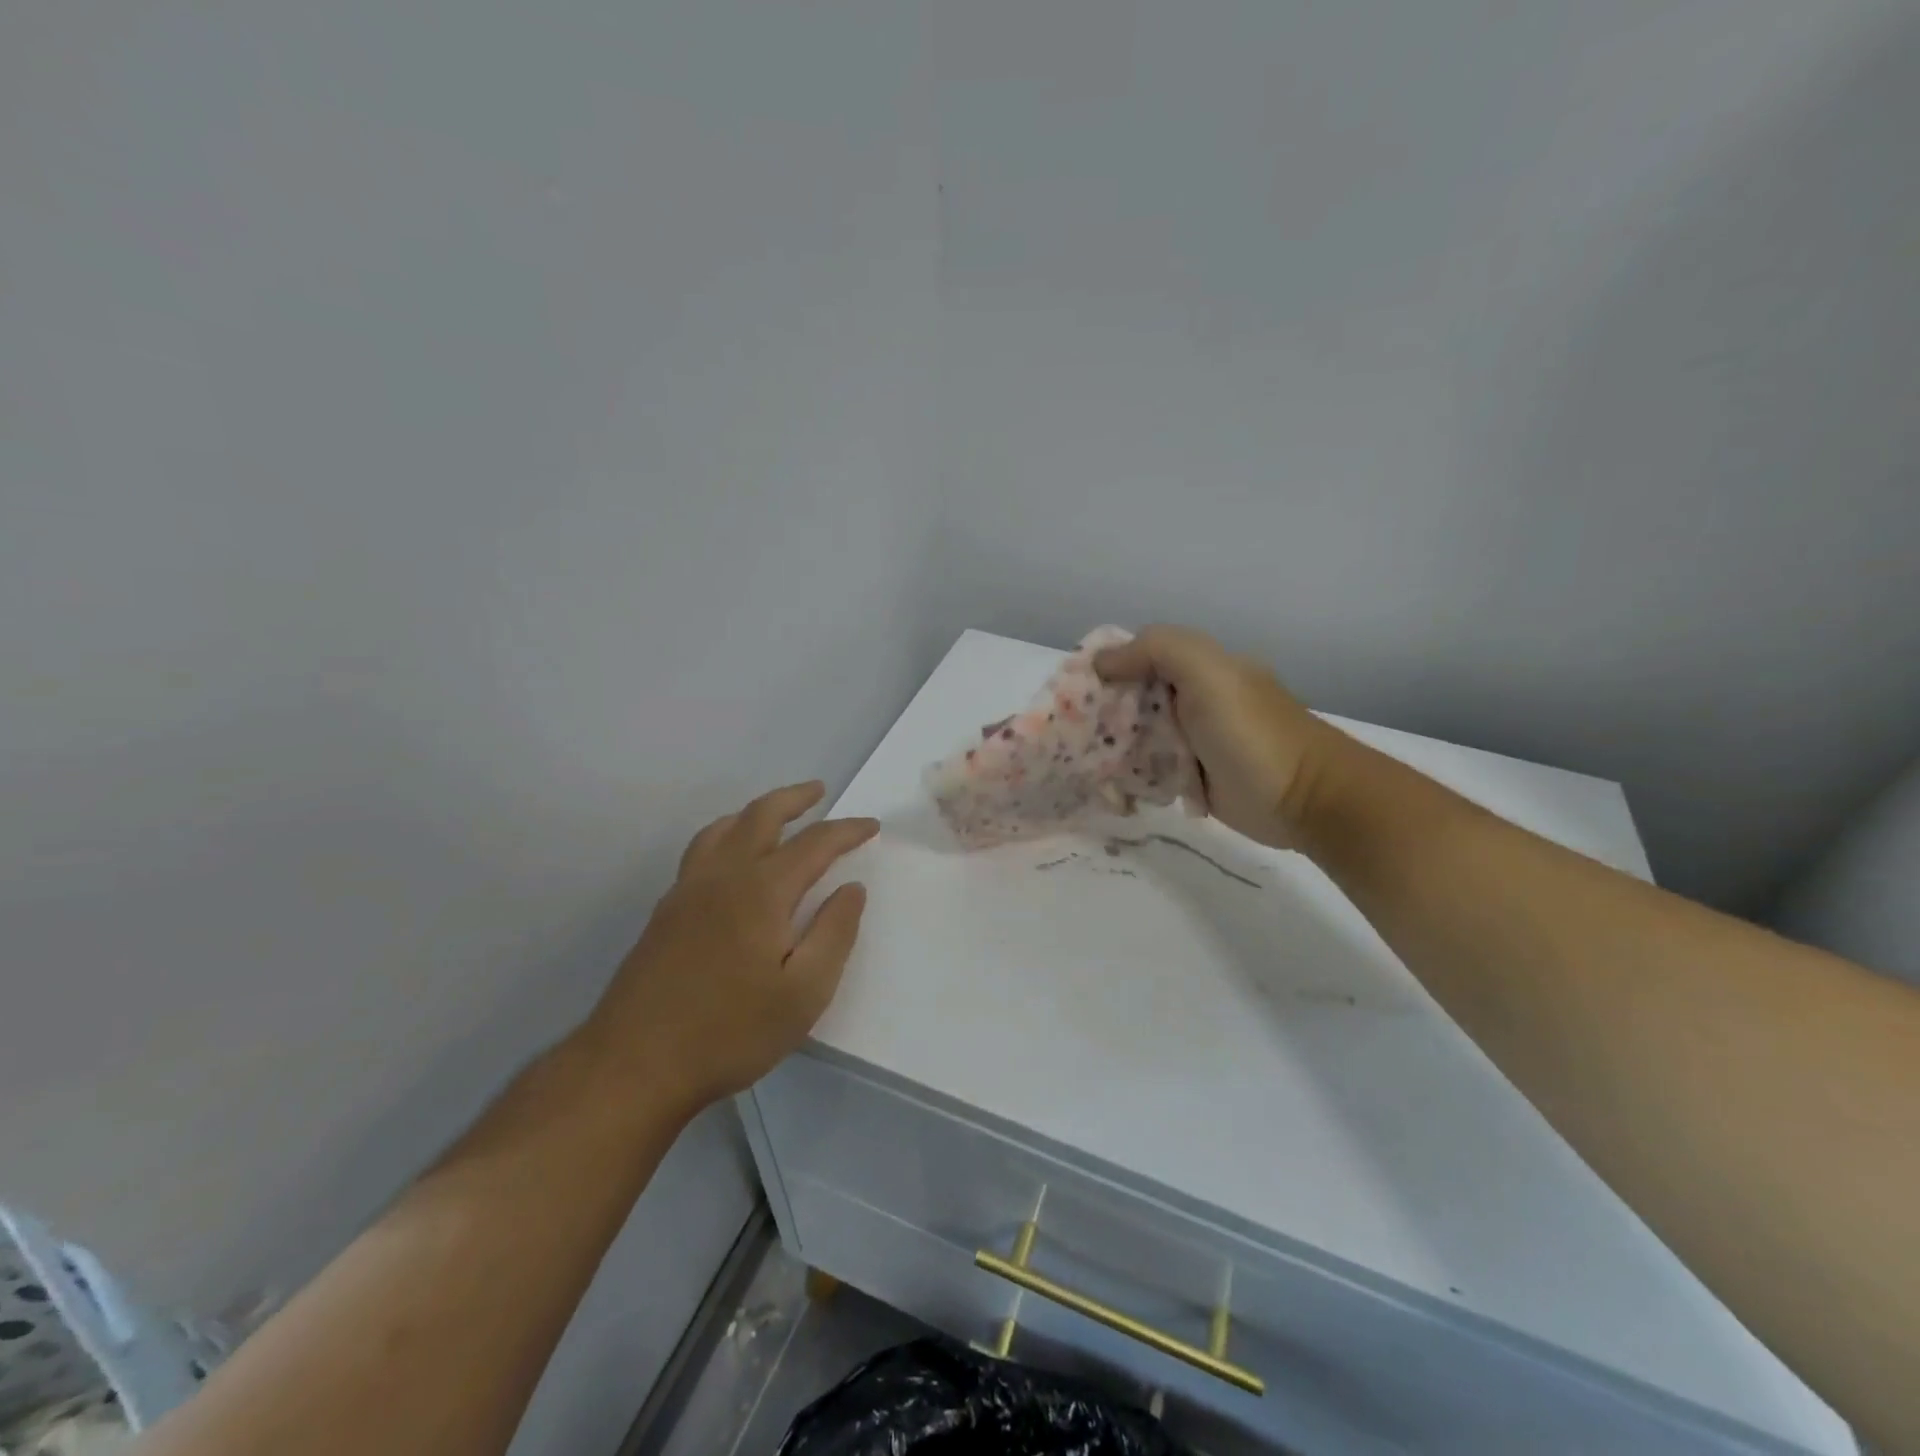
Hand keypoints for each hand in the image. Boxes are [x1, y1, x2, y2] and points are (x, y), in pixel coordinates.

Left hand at [583, 782, 877, 1115]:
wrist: (634, 1065)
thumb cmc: (731, 1031)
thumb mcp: (804, 993)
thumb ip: (834, 934)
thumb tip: (852, 888)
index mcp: (762, 891)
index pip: (814, 843)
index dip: (847, 830)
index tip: (872, 826)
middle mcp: (723, 876)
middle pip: (760, 816)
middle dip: (794, 799)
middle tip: (818, 791)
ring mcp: (687, 891)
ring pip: (723, 828)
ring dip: (755, 811)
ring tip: (775, 815)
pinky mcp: (665, 912)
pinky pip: (700, 850)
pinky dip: (726, 834)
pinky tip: (730, 859)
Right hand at [1096, 626, 1335, 848]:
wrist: (1305, 800)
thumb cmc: (1253, 732)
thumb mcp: (1208, 673)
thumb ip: (1157, 650)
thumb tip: (1102, 661)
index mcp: (1197, 668)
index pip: (1138, 657)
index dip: (1107, 669)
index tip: (1075, 693)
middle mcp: (1190, 700)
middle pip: (1131, 699)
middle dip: (1101, 714)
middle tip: (1073, 736)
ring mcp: (1189, 742)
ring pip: (1135, 738)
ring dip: (1110, 749)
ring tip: (1082, 765)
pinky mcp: (1189, 780)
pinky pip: (1147, 772)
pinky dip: (1128, 779)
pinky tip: (1109, 788)